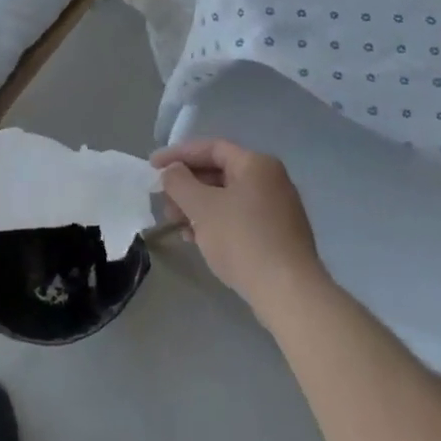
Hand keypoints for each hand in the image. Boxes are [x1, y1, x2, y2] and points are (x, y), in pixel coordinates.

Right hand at [151, 140, 326, 319]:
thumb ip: (179, 182)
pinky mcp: (279, 235)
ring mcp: (278, 208)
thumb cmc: (242, 239)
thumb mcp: (201, 207)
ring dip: (198, 207)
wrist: (288, 292)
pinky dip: (216, 222)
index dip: (178, 154)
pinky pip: (240, 218)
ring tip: (176, 224)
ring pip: (228, 197)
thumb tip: (172, 171)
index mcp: (256, 164)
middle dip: (187, 185)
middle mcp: (271, 179)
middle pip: (220, 172)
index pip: (211, 148)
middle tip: (163, 201)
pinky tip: (196, 239)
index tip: (152, 167)